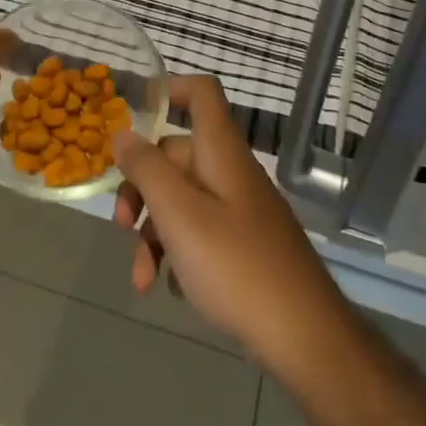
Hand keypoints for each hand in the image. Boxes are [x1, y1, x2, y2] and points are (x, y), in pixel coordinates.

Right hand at [112, 76, 349, 370]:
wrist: (304, 336)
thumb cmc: (235, 264)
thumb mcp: (179, 215)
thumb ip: (147, 170)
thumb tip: (123, 133)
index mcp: (220, 151)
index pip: (201, 93)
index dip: (170, 90)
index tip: (135, 115)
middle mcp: (231, 171)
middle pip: (178, 155)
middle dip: (142, 188)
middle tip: (121, 226)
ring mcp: (241, 209)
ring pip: (184, 200)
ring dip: (155, 234)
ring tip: (142, 280)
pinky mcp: (246, 246)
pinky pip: (202, 233)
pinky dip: (179, 254)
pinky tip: (172, 289)